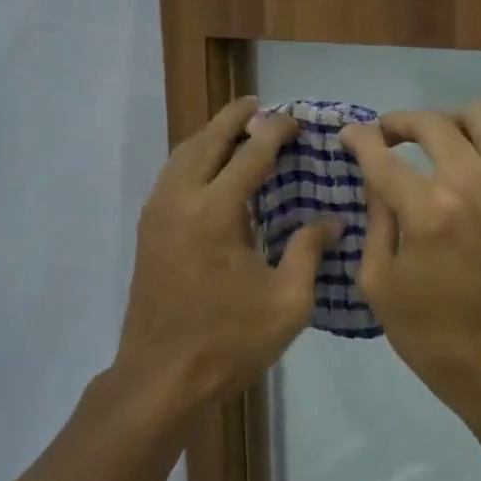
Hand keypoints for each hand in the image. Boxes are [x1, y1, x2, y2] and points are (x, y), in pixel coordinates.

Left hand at [113, 96, 337, 413]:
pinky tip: (209, 169)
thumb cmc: (229, 341)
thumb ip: (309, 252)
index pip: (251, 154)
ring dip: (209, 135)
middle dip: (234, 118)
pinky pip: (170, 175)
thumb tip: (333, 221)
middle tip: (257, 104)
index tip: (294, 118)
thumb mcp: (287, 302)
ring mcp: (157, 213)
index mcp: (216, 211)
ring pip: (182, 155)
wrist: (161, 376)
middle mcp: (180, 199)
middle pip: (207, 141)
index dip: (275, 131)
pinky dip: (192, 158)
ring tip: (235, 129)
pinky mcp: (147, 229)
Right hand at [339, 100, 480, 411]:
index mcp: (430, 210)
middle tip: (386, 137)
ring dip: (451, 124)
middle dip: (400, 122)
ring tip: (435, 145)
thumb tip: (377, 181)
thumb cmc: (432, 335)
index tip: (349, 136)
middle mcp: (477, 184)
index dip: (359, 139)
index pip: (383, 154)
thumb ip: (376, 220)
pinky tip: (468, 182)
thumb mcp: (379, 283)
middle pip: (434, 122)